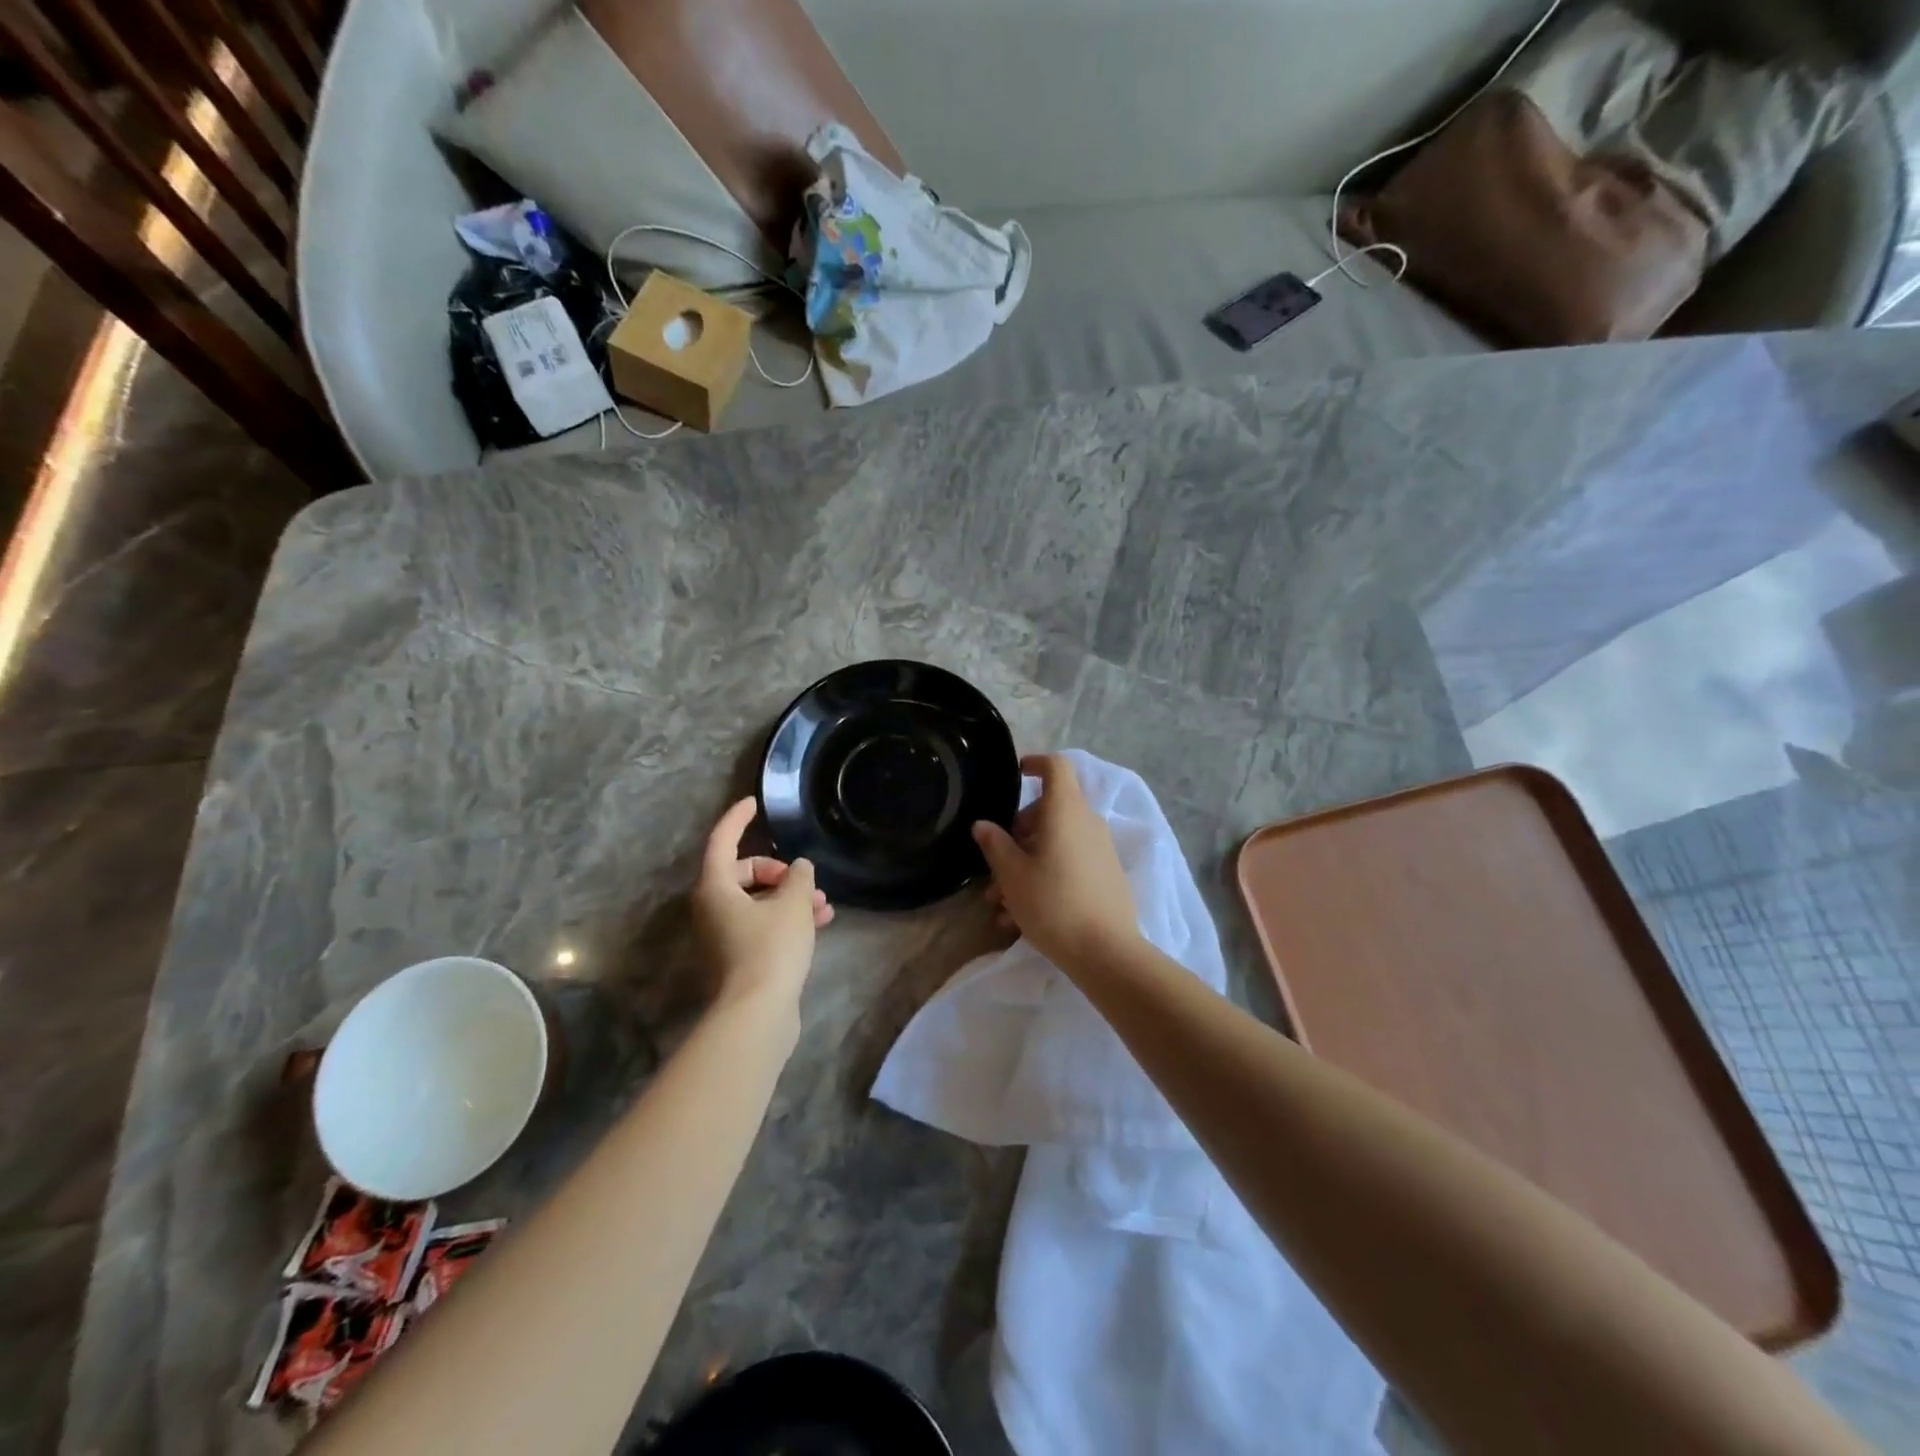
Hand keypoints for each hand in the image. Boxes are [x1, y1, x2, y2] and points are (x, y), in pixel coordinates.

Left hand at [693, 798, 832, 1009]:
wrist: (757, 1014)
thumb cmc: (770, 948)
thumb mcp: (792, 904)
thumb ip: (798, 877)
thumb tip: (799, 868)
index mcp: (715, 888)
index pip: (722, 840)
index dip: (738, 818)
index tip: (754, 802)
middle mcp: (712, 909)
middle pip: (743, 873)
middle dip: (779, 871)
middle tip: (805, 879)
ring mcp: (723, 936)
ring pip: (757, 902)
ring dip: (789, 897)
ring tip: (823, 905)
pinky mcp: (738, 959)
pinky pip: (762, 925)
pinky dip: (786, 919)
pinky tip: (819, 923)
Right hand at [972, 754, 1138, 971]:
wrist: (1106, 951)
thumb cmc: (1052, 903)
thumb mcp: (1012, 874)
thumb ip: (995, 844)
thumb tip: (984, 825)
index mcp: (1065, 810)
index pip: (1056, 766)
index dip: (1034, 763)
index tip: (1015, 775)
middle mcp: (1087, 822)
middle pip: (1048, 811)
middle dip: (1016, 835)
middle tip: (994, 869)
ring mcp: (1099, 849)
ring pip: (1054, 844)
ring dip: (1025, 865)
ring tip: (1000, 906)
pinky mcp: (1105, 875)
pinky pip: (1069, 864)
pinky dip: (1044, 878)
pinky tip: (1020, 917)